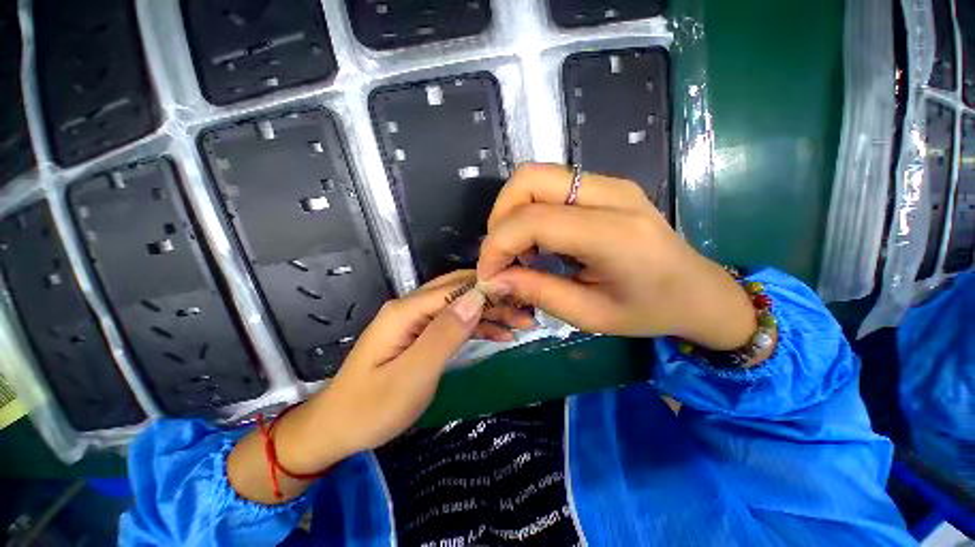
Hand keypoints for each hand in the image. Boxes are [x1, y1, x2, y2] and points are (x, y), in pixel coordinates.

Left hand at [229, 272, 534, 502]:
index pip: (456, 287)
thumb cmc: (372, 408)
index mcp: (406, 311)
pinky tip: (498, 333)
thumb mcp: (412, 375)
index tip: (521, 298)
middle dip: (493, 298)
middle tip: (526, 312)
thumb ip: (444, 334)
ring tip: (520, 323)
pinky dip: (476, 325)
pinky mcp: (419, 334)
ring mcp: (415, 320)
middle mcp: (411, 307)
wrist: (336, 429)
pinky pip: (452, 322)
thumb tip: (475, 299)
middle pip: (459, 291)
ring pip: (459, 305)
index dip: (489, 289)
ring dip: (489, 312)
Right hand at [477, 163, 756, 349]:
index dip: (497, 245)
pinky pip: (550, 185)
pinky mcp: (605, 186)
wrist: (699, 291)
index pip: (532, 219)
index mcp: (614, 234)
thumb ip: (537, 292)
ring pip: (536, 176)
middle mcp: (611, 194)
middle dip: (500, 217)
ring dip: (513, 211)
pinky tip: (539, 241)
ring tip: (520, 250)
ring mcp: (610, 183)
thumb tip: (494, 280)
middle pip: (528, 178)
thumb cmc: (650, 311)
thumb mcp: (590, 315)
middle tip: (502, 255)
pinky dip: (530, 209)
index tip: (489, 275)